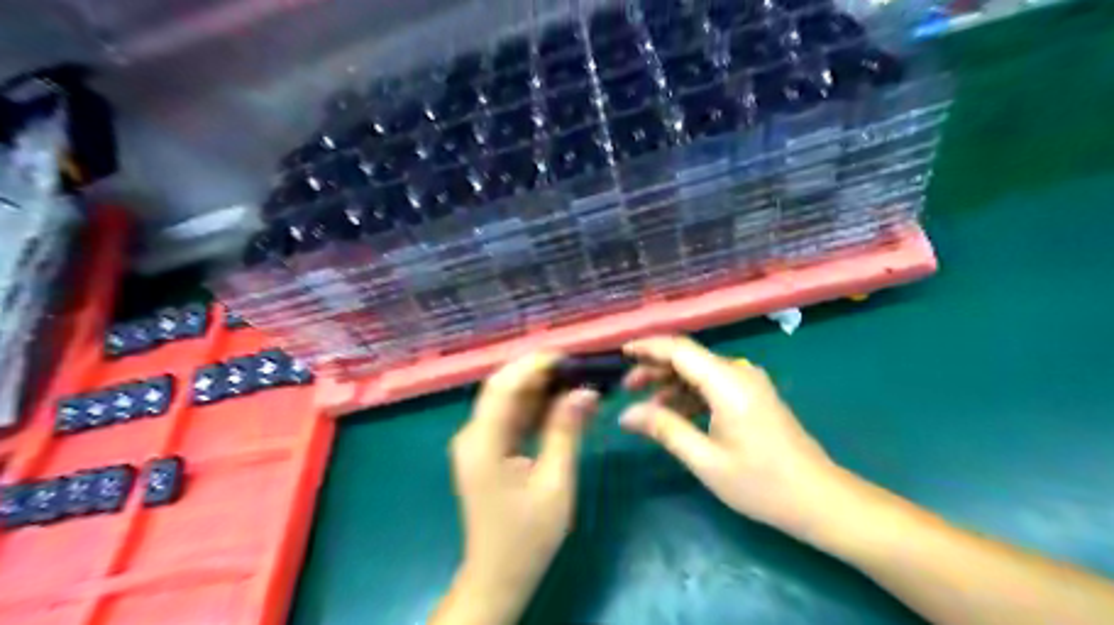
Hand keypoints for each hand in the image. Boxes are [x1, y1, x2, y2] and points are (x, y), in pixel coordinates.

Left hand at [441, 354, 606, 622]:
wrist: (499, 575)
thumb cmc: (528, 536)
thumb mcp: (555, 483)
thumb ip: (566, 431)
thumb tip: (585, 391)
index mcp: (482, 443)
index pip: (503, 386)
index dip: (533, 365)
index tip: (568, 358)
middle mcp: (472, 435)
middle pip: (503, 388)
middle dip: (539, 373)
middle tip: (579, 368)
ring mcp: (477, 442)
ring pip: (508, 401)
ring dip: (540, 390)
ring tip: (577, 382)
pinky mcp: (486, 450)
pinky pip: (510, 418)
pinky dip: (535, 409)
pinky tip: (562, 406)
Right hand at [619, 337, 845, 535]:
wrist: (818, 499)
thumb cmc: (761, 483)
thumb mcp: (706, 460)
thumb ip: (665, 429)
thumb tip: (626, 414)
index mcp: (728, 382)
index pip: (679, 349)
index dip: (647, 347)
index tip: (619, 352)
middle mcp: (739, 373)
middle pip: (688, 358)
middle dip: (654, 368)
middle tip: (626, 387)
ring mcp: (748, 383)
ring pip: (699, 372)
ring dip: (670, 384)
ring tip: (644, 406)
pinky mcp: (752, 396)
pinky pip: (713, 385)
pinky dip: (689, 395)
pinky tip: (674, 415)